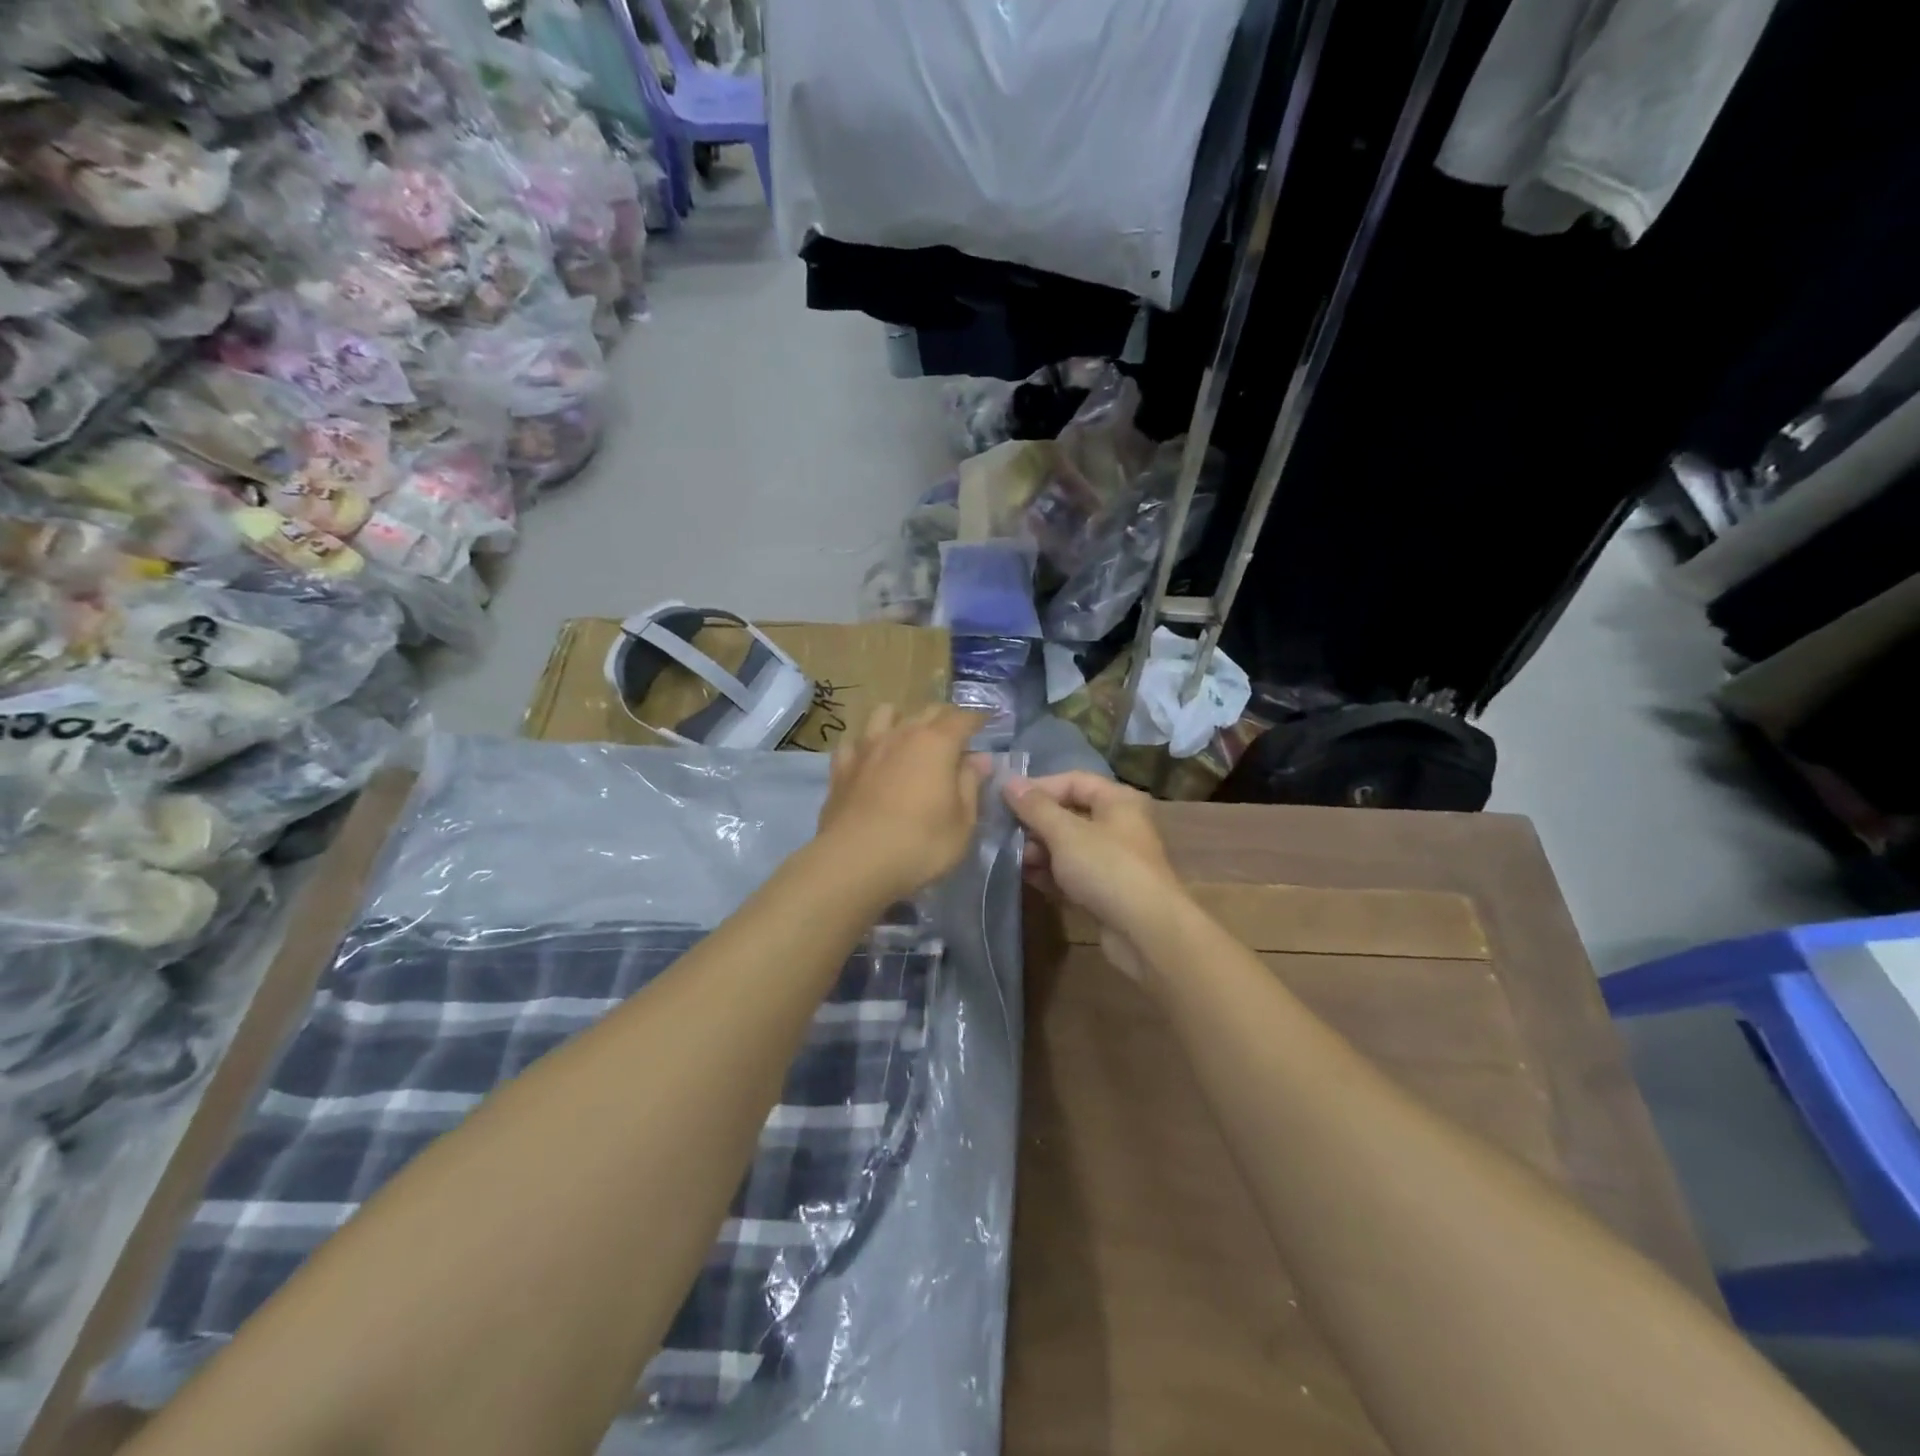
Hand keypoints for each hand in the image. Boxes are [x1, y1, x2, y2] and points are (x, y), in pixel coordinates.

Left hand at [816, 705, 988, 900]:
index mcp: (937, 743)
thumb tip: (980, 759)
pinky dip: (866, 745)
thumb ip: (971, 785)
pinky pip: (854, 742)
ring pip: (885, 713)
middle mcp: (902, 734)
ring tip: (908, 737)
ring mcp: (867, 747)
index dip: (978, 718)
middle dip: (946, 717)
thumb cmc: (920, 844)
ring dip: (902, 719)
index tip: (987, 722)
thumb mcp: (963, 822)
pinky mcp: (841, 767)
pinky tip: (870, 759)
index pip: (963, 718)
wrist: (854, 862)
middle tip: (956, 734)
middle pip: (927, 711)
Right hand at [1002, 772, 1184, 981]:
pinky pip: (1072, 873)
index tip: (1005, 800)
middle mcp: (1119, 825)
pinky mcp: (1106, 890)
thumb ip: (1035, 807)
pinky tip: (1025, 877)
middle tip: (1004, 833)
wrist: (1146, 932)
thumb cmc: (1107, 868)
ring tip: (1012, 858)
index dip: (1038, 787)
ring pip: (1069, 846)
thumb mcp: (1066, 832)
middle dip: (1036, 823)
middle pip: (1069, 813)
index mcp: (1118, 800)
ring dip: (1039, 850)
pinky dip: (1050, 873)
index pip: (1073, 781)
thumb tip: (1008, 781)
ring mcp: (1113, 860)